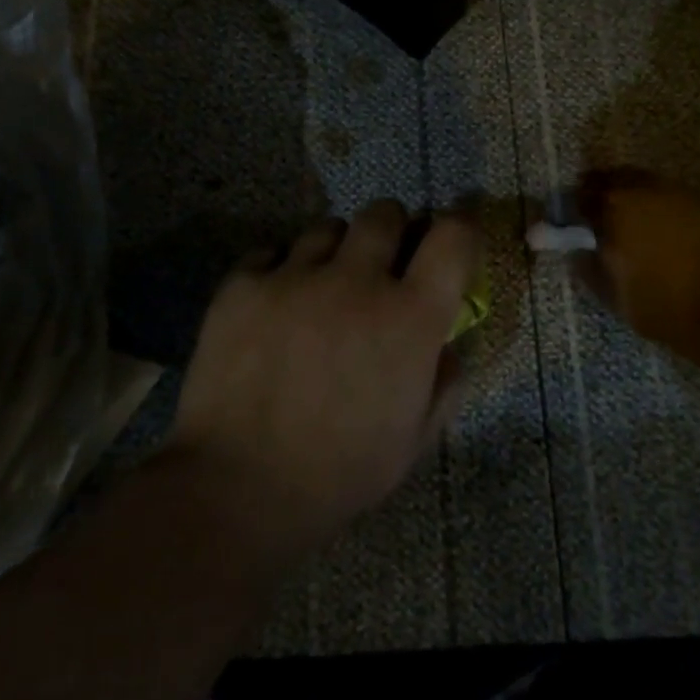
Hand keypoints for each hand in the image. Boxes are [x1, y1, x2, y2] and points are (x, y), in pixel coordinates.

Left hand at [167, 199, 483, 560]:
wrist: (239, 486)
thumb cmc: (340, 471)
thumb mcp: (415, 440)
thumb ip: (444, 381)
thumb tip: (447, 342)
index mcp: (409, 317)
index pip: (452, 236)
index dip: (460, 226)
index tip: (453, 235)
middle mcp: (356, 281)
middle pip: (384, 213)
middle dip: (391, 230)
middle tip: (380, 265)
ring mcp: (294, 277)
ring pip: (326, 228)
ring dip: (335, 251)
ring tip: (321, 289)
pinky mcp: (243, 284)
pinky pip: (271, 252)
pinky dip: (280, 270)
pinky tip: (274, 305)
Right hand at [574, 169, 699, 349]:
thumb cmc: (663, 305)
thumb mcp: (613, 295)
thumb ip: (588, 267)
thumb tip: (577, 250)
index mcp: (614, 209)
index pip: (579, 197)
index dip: (570, 210)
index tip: (568, 225)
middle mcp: (643, 190)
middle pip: (610, 178)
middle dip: (598, 194)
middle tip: (594, 218)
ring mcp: (676, 192)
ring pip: (641, 183)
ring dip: (628, 196)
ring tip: (627, 223)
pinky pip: (666, 194)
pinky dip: (654, 205)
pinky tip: (657, 229)